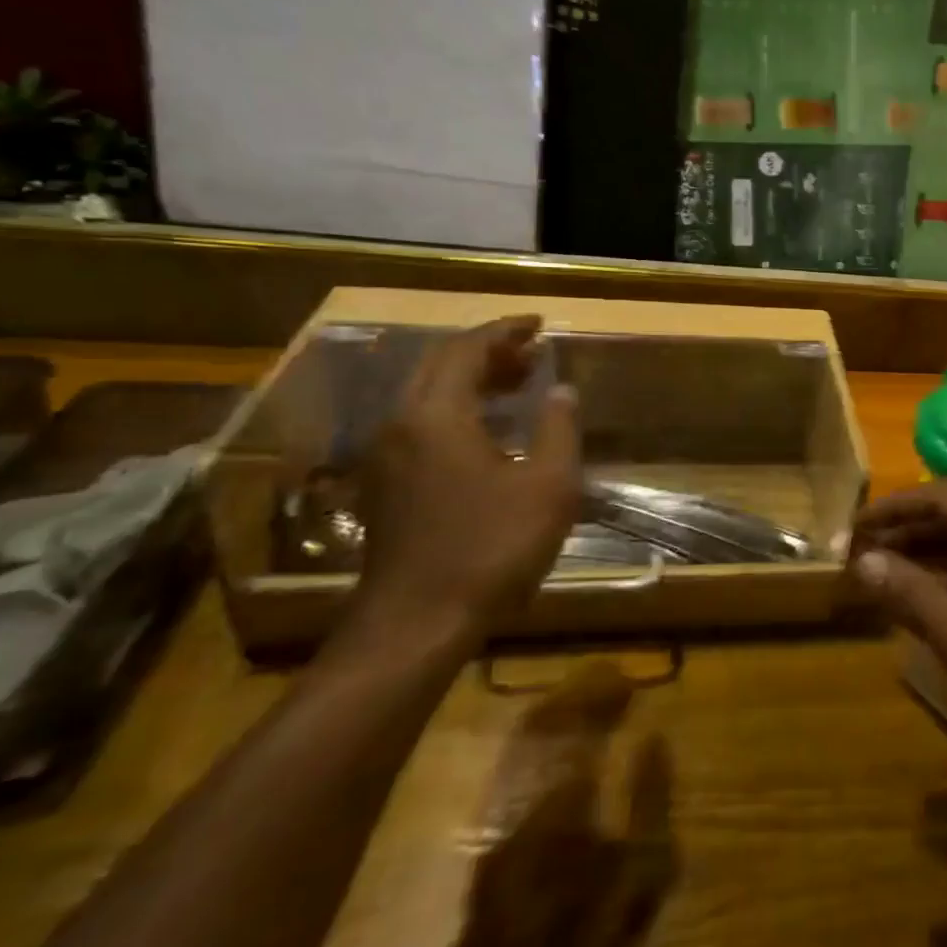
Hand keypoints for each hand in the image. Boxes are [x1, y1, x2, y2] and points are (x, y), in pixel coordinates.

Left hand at [347, 316, 580, 651]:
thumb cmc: (491, 548)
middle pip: (439, 365)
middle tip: (531, 352)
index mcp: (437, 415)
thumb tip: (562, 391)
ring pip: (426, 394)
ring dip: (470, 379)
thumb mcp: (548, 486)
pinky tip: (488, 429)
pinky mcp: (384, 484)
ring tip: (518, 382)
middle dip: (487, 351)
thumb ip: (559, 429)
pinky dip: (455, 407)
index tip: (539, 325)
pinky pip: (420, 422)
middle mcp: (401, 424)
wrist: (417, 622)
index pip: (467, 350)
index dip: (505, 331)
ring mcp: (386, 456)